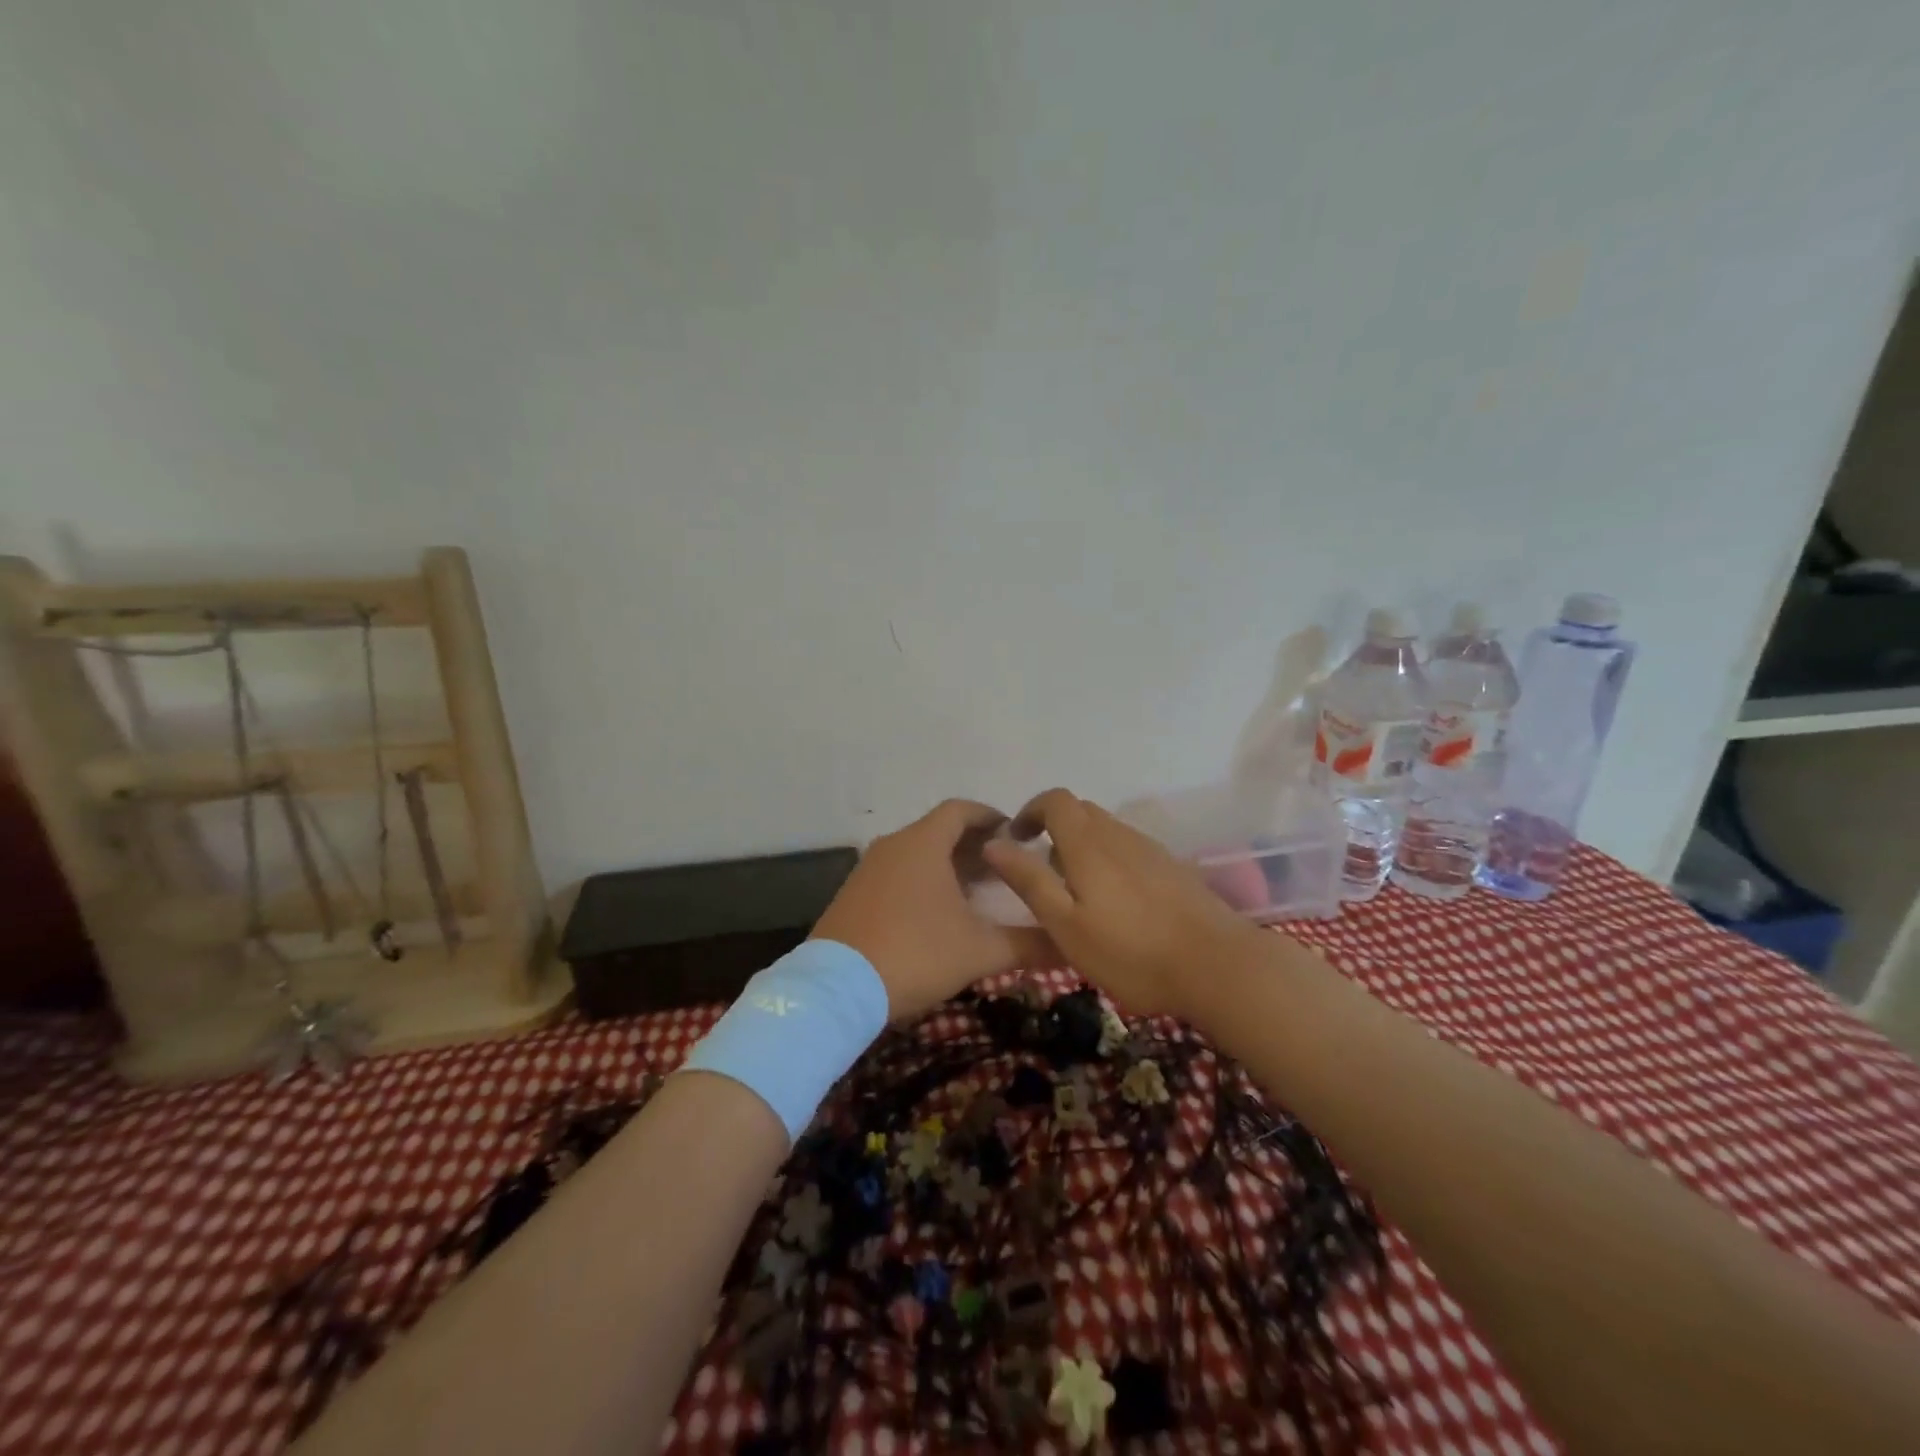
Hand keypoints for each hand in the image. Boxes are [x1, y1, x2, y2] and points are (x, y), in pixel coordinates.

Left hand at [812, 800, 1054, 1022]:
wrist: (836, 990)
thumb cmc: (915, 954)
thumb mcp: (979, 950)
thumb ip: (1027, 944)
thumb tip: (1069, 945)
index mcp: (923, 843)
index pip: (961, 810)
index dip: (991, 816)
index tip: (1016, 833)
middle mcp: (893, 846)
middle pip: (939, 831)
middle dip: (974, 845)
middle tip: (1007, 866)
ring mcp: (868, 870)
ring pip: (916, 853)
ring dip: (948, 864)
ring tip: (979, 890)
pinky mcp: (853, 895)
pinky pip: (897, 874)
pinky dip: (922, 881)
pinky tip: (938, 913)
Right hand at [981, 788, 1266, 1021]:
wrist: (1218, 966)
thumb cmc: (1131, 952)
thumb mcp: (1066, 925)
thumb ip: (1029, 880)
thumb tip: (994, 842)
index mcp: (1088, 843)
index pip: (1055, 800)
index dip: (1031, 810)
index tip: (1016, 838)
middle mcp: (1119, 835)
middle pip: (1081, 811)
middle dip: (1054, 828)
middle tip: (1042, 870)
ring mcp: (1150, 849)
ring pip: (1106, 830)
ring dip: (1082, 845)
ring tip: (1077, 892)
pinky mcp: (1172, 868)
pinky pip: (1128, 848)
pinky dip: (1109, 859)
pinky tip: (1116, 902)